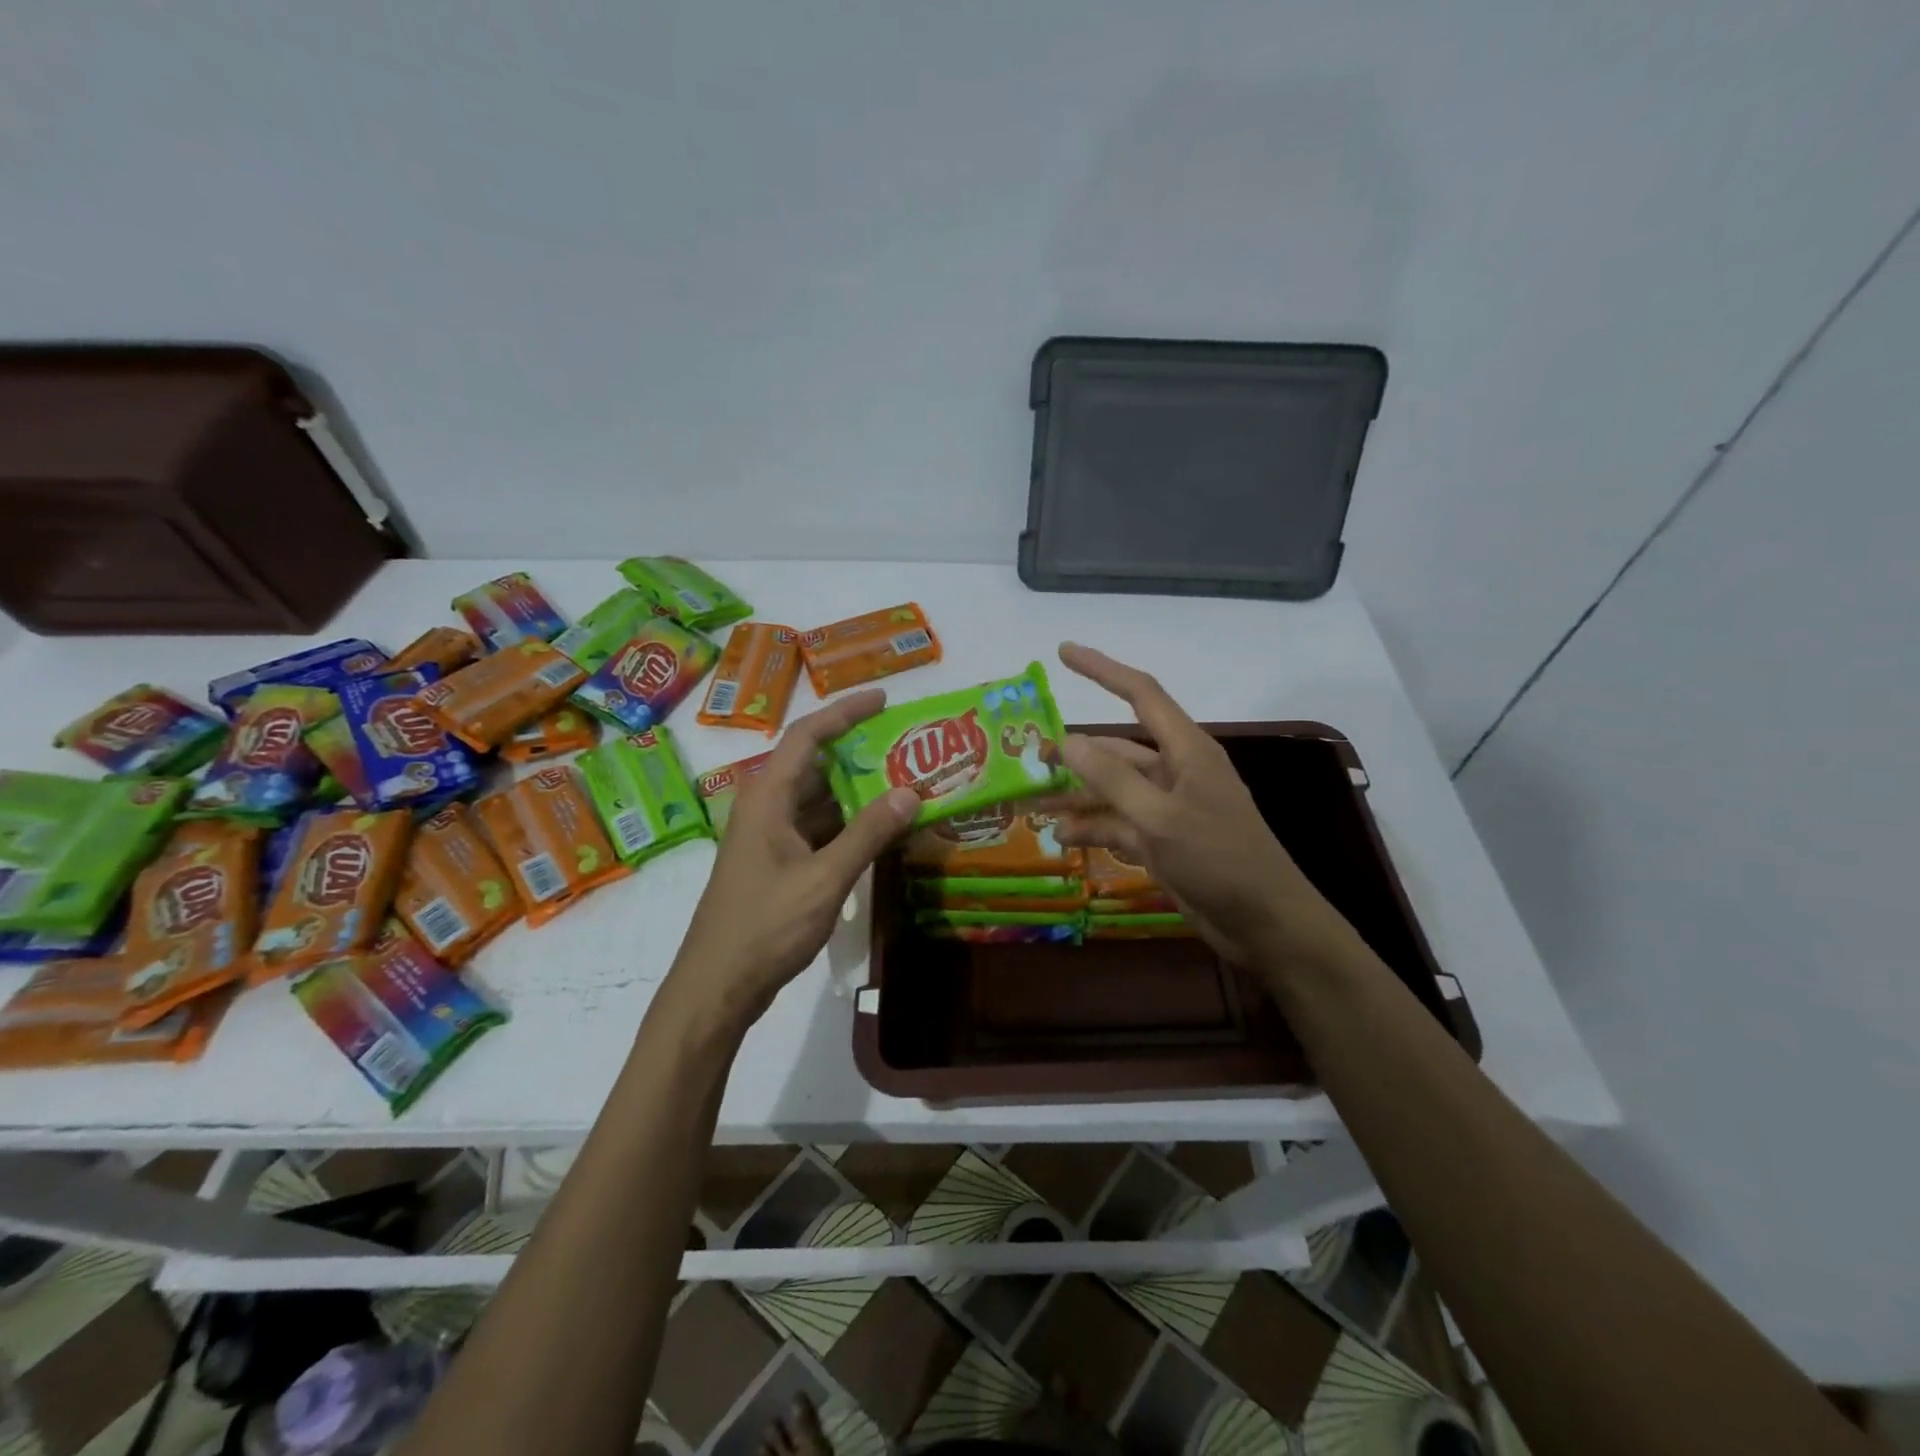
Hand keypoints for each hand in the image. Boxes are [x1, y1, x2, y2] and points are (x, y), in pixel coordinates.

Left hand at [666, 690, 917, 1030]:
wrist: (718, 986)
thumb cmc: (766, 926)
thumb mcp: (825, 878)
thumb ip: (869, 833)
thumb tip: (911, 792)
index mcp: (768, 798)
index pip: (807, 736)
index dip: (844, 712)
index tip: (883, 699)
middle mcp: (766, 807)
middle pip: (815, 765)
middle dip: (859, 753)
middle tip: (906, 747)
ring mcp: (769, 837)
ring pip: (818, 800)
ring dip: (857, 792)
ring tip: (904, 783)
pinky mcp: (777, 864)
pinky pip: (817, 828)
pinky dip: (848, 824)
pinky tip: (881, 829)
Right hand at [1042, 643, 1358, 975]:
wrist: (1264, 923)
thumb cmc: (1219, 859)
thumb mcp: (1160, 817)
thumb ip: (1112, 778)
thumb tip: (1067, 740)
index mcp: (1186, 750)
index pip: (1140, 694)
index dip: (1102, 670)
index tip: (1064, 652)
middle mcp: (1176, 772)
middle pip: (1117, 749)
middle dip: (1076, 753)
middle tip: (1030, 757)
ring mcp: (1168, 808)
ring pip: (1113, 790)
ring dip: (1077, 796)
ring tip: (1032, 803)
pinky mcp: (1163, 841)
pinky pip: (1119, 824)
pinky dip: (1092, 828)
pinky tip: (1061, 837)